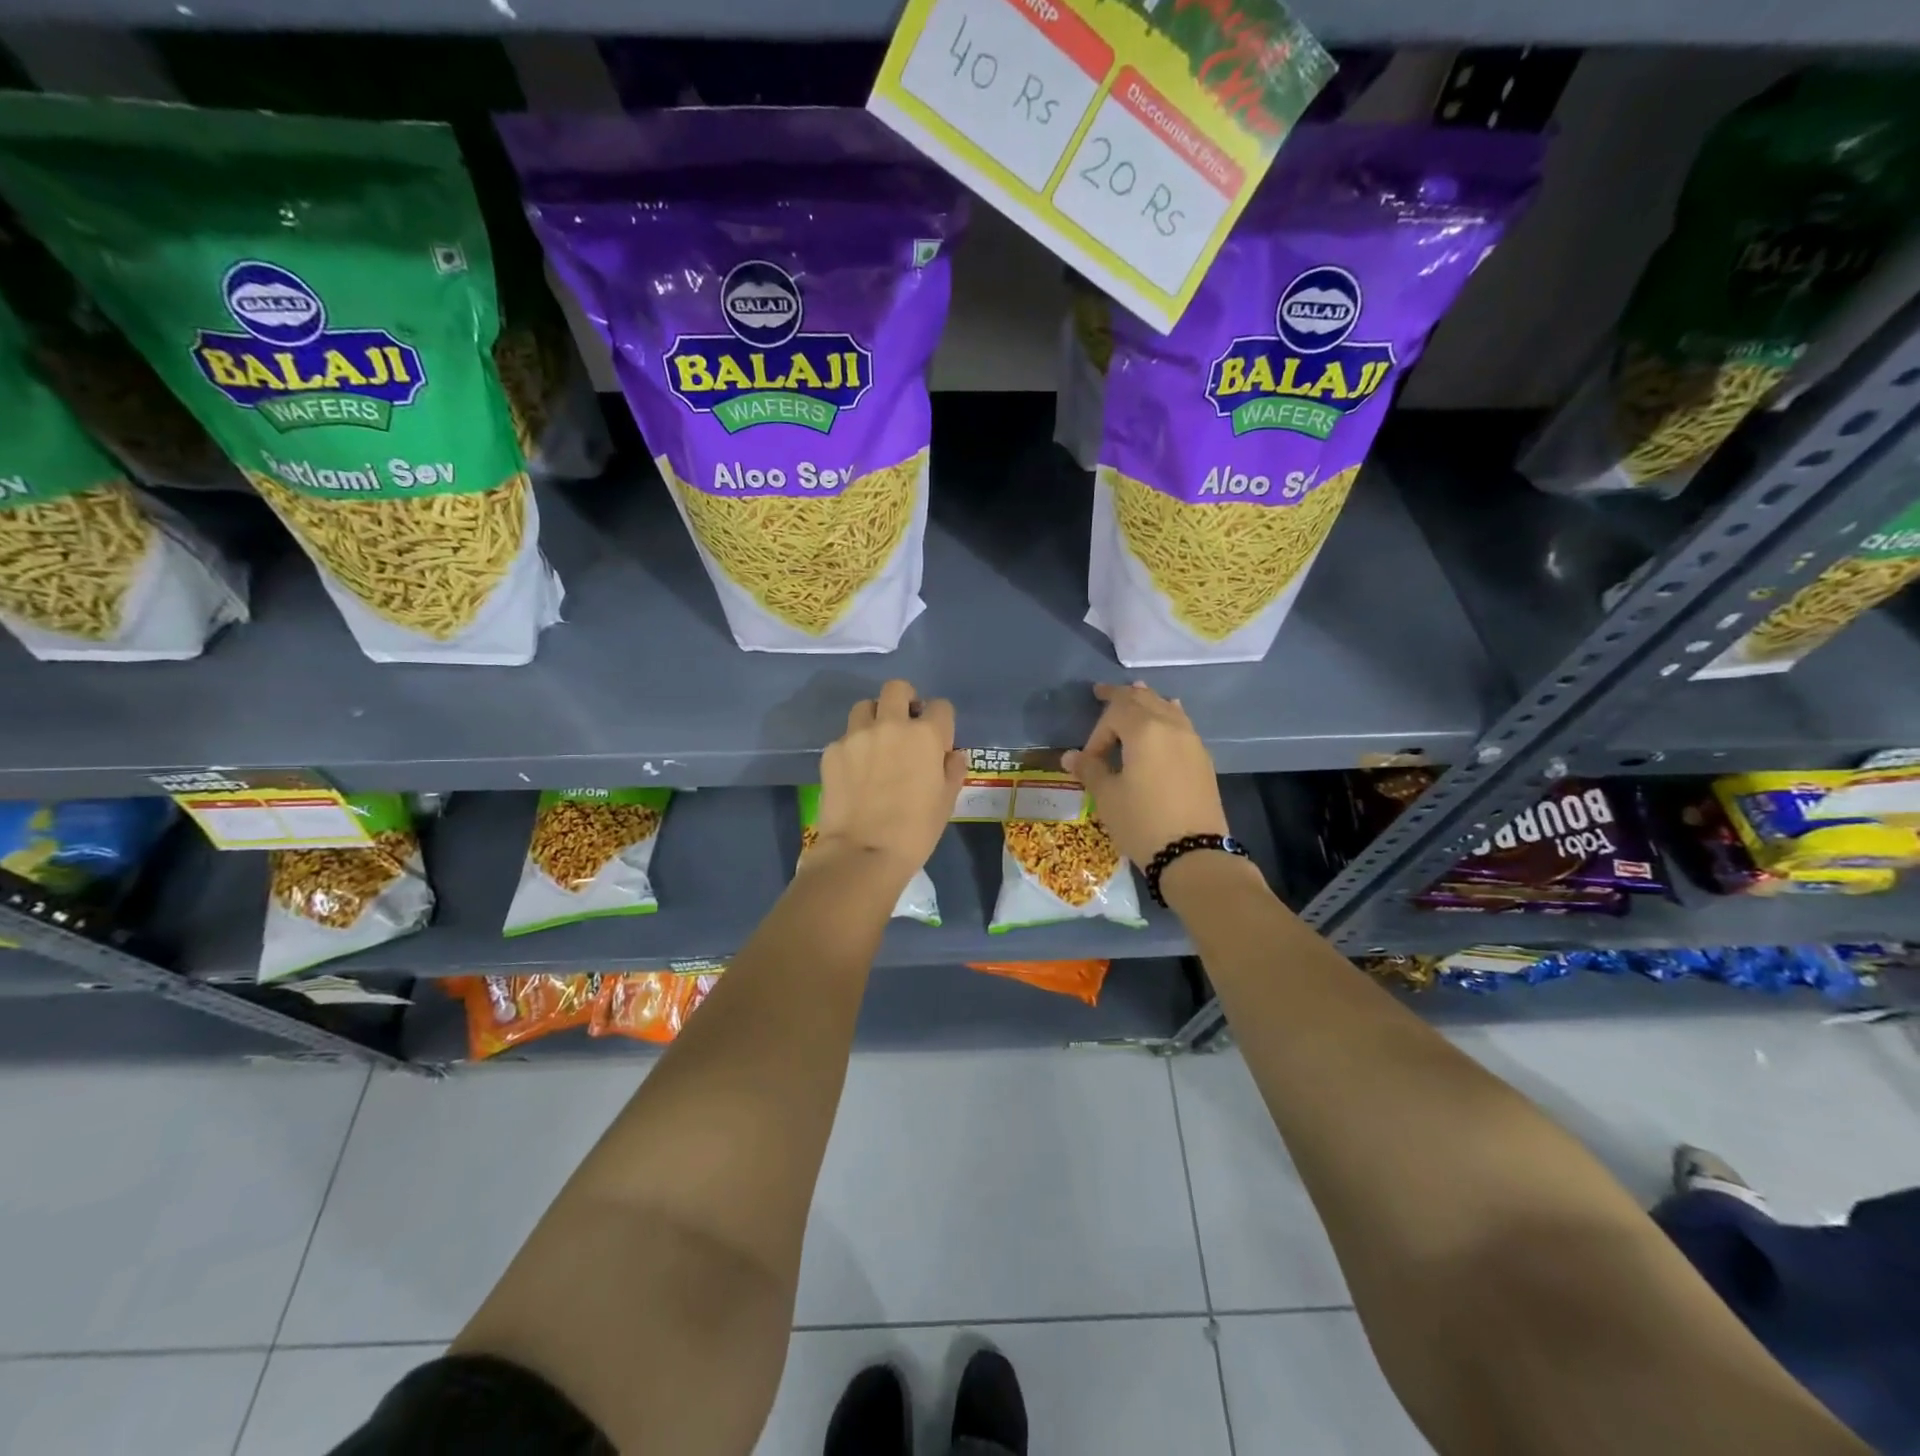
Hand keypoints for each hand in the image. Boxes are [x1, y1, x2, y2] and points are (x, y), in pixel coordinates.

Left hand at [813, 679, 965, 883]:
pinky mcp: (832, 751)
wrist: (862, 853)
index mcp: (926, 735)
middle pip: (897, 688)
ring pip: (865, 706)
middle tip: (904, 727)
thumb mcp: (946, 802)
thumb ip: (952, 770)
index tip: (937, 741)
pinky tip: (855, 773)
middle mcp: (891, 725)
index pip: (940, 706)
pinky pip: (845, 737)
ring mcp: (857, 735)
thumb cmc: (915, 831)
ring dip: (874, 718)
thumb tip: (951, 754)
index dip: (941, 722)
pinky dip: (853, 748)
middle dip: (904, 700)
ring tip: (876, 744)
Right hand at [1062, 682, 1228, 866]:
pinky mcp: (1202, 759)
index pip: (1115, 713)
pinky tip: (1168, 715)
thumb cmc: (1142, 822)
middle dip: (1120, 697)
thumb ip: (1090, 769)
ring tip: (1137, 693)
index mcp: (1144, 730)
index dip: (1097, 733)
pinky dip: (1167, 714)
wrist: (1194, 854)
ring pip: (1166, 707)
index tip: (1088, 760)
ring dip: (1147, 701)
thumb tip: (1069, 756)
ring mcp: (1191, 741)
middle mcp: (1171, 726)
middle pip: (1143, 699)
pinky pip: (1181, 723)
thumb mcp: (1108, 796)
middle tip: (1102, 692)